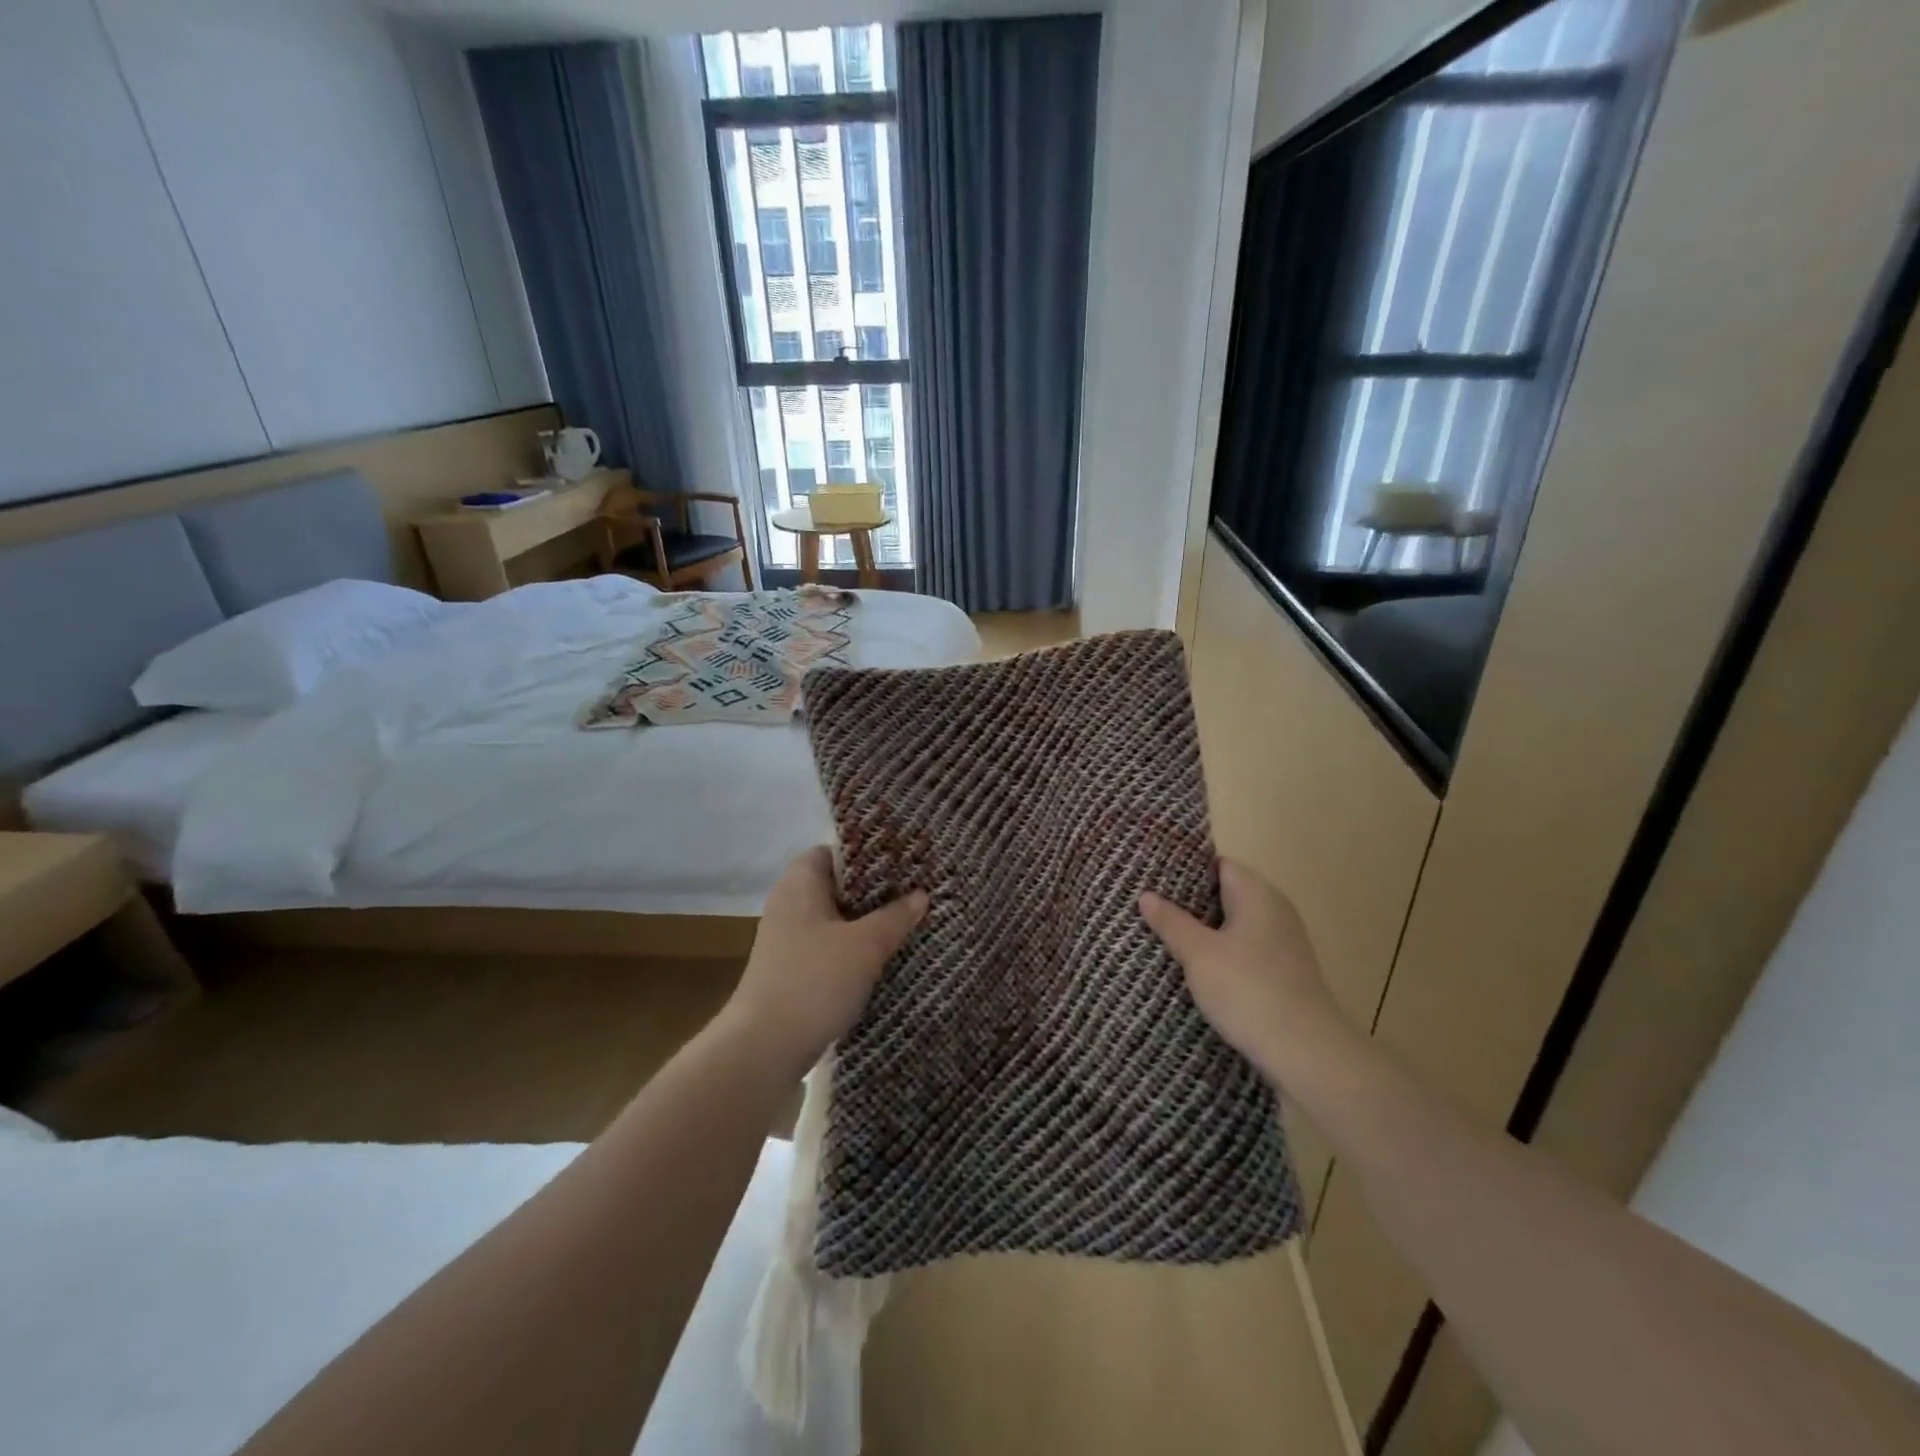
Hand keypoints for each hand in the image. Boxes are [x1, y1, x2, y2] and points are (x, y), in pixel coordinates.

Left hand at [723, 846, 927, 1075]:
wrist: (764, 1049)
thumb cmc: (814, 981)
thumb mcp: (865, 945)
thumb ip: (895, 916)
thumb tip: (921, 894)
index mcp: (800, 883)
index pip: (834, 850)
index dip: (868, 853)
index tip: (904, 861)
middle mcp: (790, 904)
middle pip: (838, 885)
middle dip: (875, 890)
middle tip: (916, 891)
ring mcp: (789, 939)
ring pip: (836, 918)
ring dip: (868, 921)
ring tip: (909, 921)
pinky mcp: (793, 970)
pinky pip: (830, 945)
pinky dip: (855, 947)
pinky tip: (884, 957)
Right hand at [1140, 859, 1355, 1087]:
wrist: (1306, 1054)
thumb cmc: (1248, 991)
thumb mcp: (1199, 954)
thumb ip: (1172, 921)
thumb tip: (1147, 895)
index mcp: (1258, 895)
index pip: (1218, 865)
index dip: (1184, 870)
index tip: (1151, 879)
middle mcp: (1274, 912)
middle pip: (1225, 895)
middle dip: (1188, 903)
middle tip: (1148, 909)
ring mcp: (1282, 944)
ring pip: (1232, 926)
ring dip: (1202, 932)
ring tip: (1162, 938)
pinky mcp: (1282, 973)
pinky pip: (1242, 951)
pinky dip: (1219, 954)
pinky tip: (1193, 969)